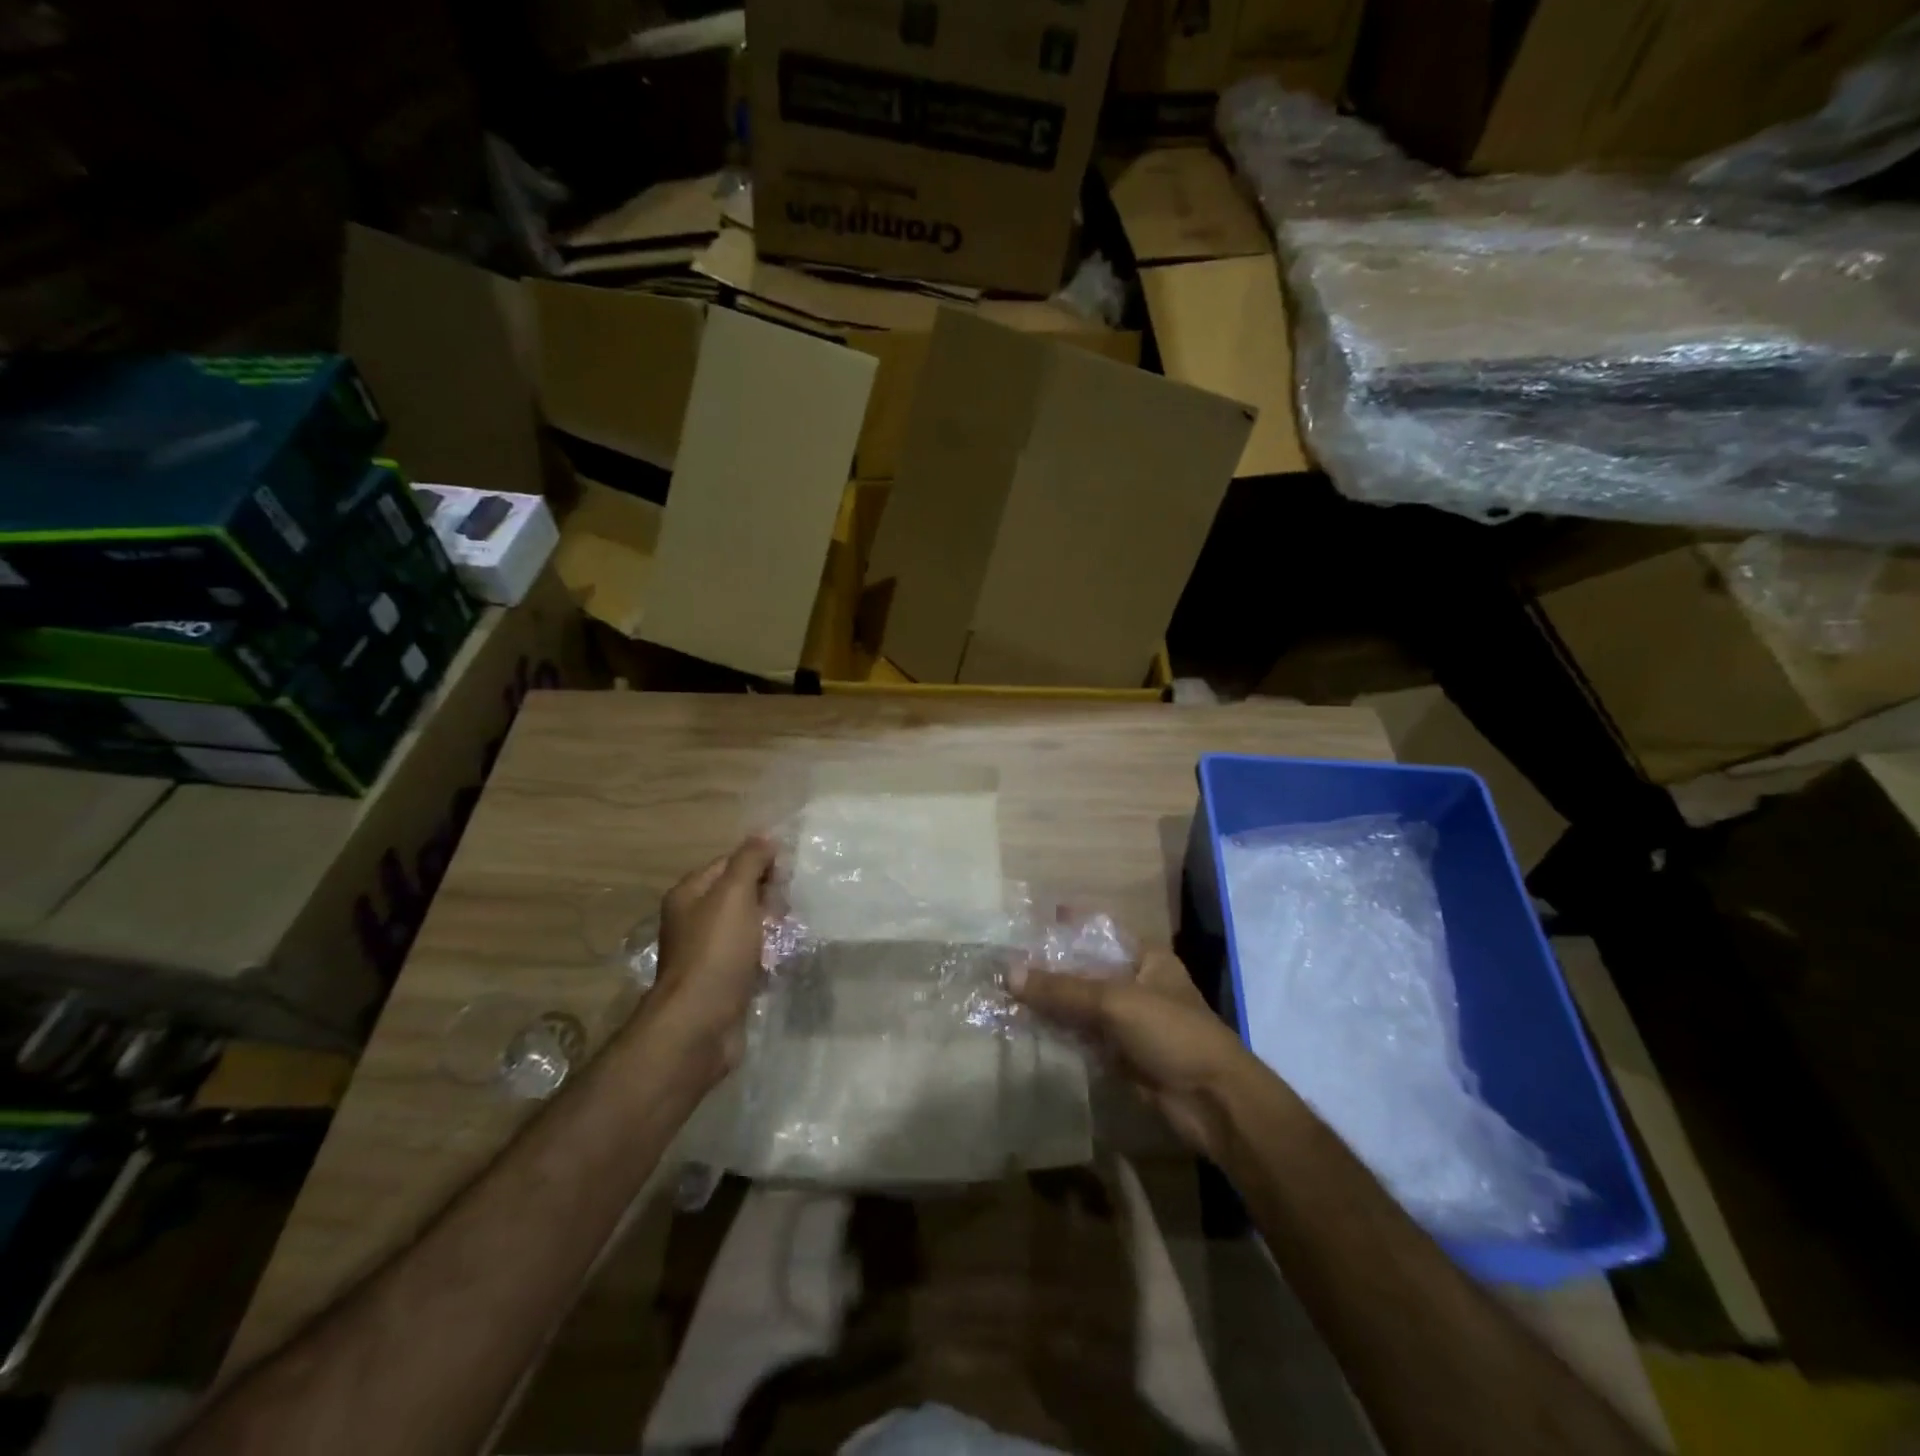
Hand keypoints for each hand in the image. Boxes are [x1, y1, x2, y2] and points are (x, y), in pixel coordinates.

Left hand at [642, 836, 775, 1079]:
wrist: (700, 1024)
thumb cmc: (716, 952)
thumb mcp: (735, 894)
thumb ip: (749, 861)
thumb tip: (764, 836)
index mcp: (689, 894)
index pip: (729, 863)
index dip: (759, 862)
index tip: (789, 871)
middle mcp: (694, 920)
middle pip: (739, 894)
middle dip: (768, 896)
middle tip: (793, 903)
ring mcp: (707, 952)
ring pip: (747, 926)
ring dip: (771, 926)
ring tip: (795, 929)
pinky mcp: (722, 980)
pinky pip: (750, 956)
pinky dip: (768, 954)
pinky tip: (785, 956)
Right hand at [1012, 949, 1257, 1161]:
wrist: (1212, 1102)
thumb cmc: (1172, 1033)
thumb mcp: (1115, 1002)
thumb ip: (1063, 989)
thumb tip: (1008, 973)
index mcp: (1146, 958)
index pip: (1100, 933)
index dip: (1068, 926)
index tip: (1031, 921)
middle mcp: (1137, 984)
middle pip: (1086, 970)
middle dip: (1050, 968)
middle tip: (1006, 961)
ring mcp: (1129, 1022)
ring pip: (1081, 1006)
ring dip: (1050, 1003)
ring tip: (1006, 992)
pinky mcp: (1121, 1055)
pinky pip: (1083, 1037)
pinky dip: (1058, 1033)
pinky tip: (1027, 1027)